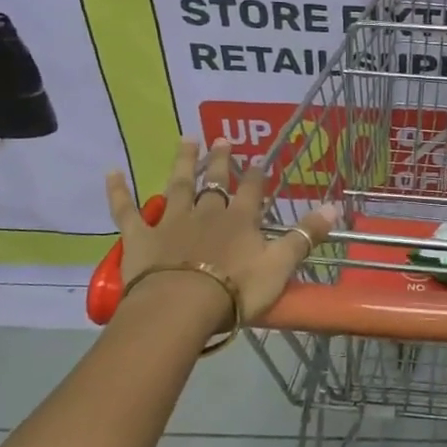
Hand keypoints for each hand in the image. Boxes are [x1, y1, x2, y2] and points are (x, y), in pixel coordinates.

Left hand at [103, 138, 337, 332]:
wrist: (181, 307)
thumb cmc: (236, 290)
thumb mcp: (280, 265)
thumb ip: (305, 236)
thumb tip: (335, 207)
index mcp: (240, 220)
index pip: (252, 190)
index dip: (256, 174)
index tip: (259, 158)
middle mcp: (207, 212)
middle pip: (214, 181)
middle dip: (219, 160)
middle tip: (221, 139)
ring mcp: (171, 222)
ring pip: (177, 186)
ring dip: (181, 163)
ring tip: (185, 139)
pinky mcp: (140, 237)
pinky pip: (127, 211)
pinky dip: (119, 192)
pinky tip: (111, 172)